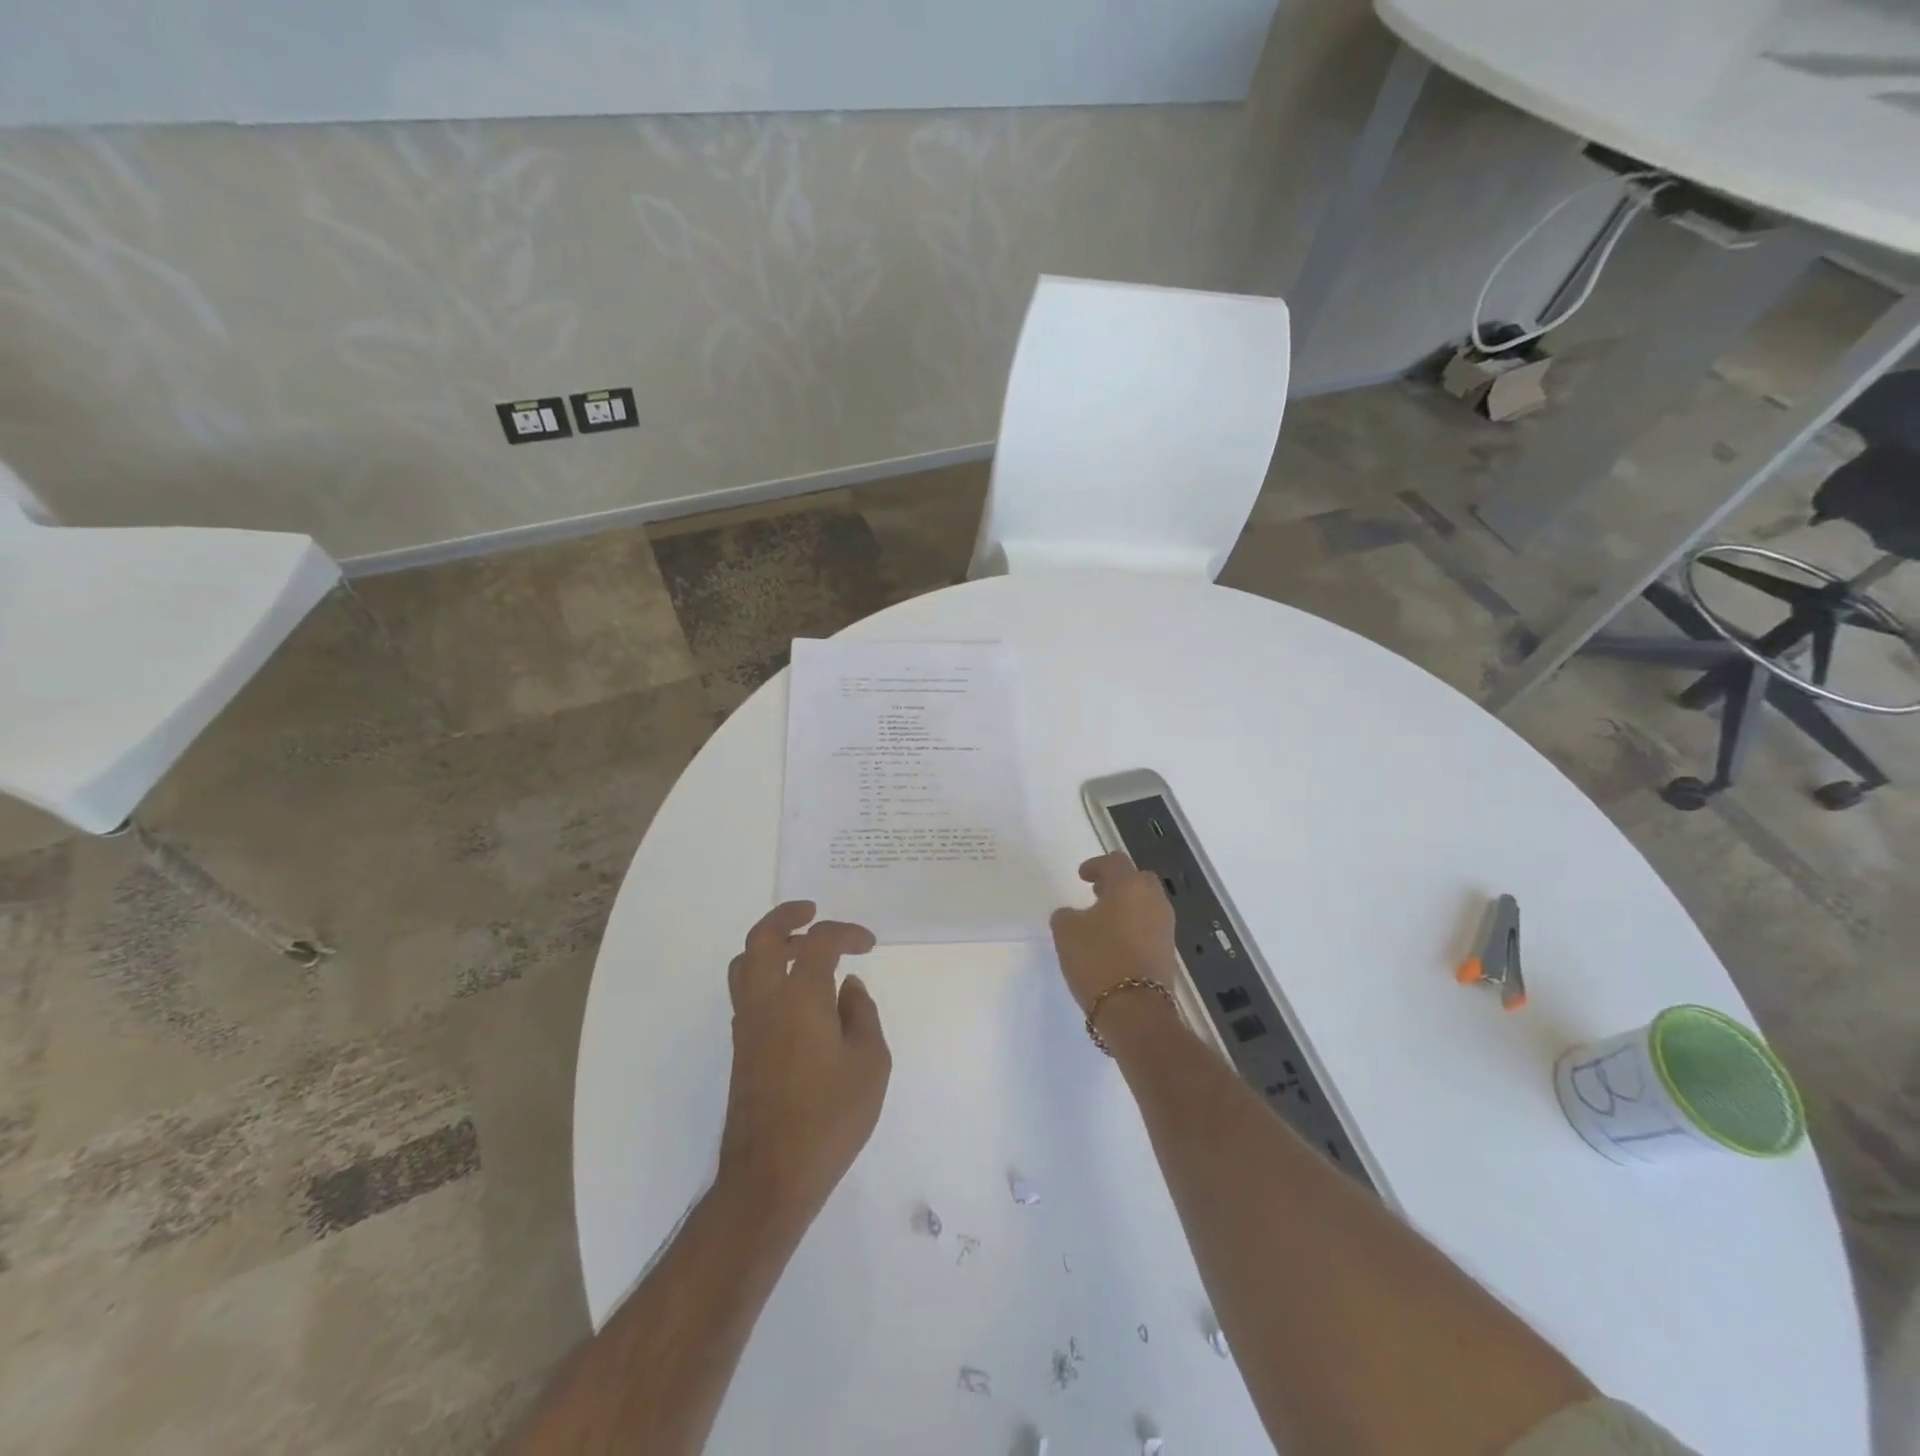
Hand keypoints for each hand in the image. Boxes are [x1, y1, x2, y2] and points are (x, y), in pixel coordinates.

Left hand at [717, 902, 890, 1227]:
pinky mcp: (740, 1048)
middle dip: (787, 916)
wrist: (771, 1175)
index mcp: (801, 998)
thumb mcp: (870, 1064)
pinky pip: (746, 991)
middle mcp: (766, 1001)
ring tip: (802, 950)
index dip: (846, 932)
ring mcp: (747, 1025)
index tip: (868, 944)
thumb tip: (848, 988)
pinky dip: (767, 974)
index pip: (819, 942)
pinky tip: (796, 996)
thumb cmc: (830, 1118)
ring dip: (772, 945)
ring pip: (745, 963)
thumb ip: (861, 1015)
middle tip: (812, 912)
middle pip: (763, 938)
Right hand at [1048, 852, 1180, 1013]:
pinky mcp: (1168, 953)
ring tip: (1103, 922)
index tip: (1082, 876)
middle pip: (1138, 880)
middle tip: (1097, 894)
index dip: (1096, 865)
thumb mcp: (1066, 932)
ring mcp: (1165, 928)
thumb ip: (1066, 915)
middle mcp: (1154, 901)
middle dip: (1118, 884)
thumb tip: (1072, 915)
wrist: (1135, 1010)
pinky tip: (1114, 944)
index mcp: (1130, 886)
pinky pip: (1149, 929)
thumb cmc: (1098, 959)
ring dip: (1126, 907)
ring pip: (1146, 906)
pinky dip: (1133, 928)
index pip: (1115, 862)